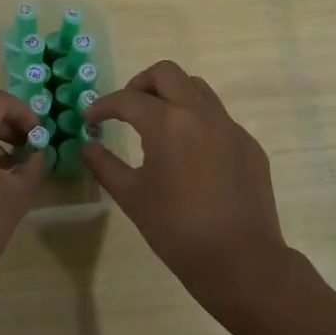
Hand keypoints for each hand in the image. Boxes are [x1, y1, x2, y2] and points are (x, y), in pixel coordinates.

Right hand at [83, 60, 291, 314]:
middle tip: (126, 110)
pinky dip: (196, 121)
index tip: (90, 120)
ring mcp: (229, 126)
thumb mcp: (132, 197)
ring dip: (172, 95)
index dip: (103, 106)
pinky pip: (218, 117)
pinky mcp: (248, 144)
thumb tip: (87, 145)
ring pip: (197, 88)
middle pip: (166, 74)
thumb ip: (105, 165)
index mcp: (168, 123)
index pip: (127, 99)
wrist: (240, 260)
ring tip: (157, 123)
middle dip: (139, 85)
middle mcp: (200, 113)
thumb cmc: (177, 230)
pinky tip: (189, 153)